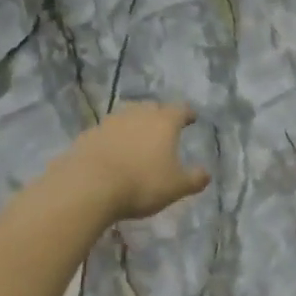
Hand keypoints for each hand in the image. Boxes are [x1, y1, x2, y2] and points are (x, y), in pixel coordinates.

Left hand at [63, 102, 210, 221]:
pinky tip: (112, 151)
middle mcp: (138, 114)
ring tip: (137, 138)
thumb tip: (206, 173)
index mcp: (164, 122)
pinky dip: (113, 138)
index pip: (181, 110)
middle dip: (160, 115)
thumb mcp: (176, 187)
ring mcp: (110, 122)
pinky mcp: (89, 134)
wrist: (89, 185)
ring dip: (134, 124)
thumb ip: (194, 178)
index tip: (192, 118)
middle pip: (152, 107)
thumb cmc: (141, 183)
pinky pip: (107, 132)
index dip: (188, 114)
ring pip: (127, 116)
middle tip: (163, 127)